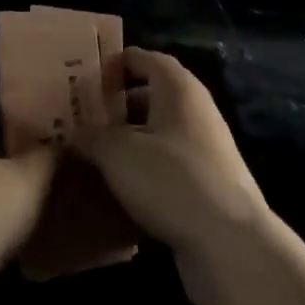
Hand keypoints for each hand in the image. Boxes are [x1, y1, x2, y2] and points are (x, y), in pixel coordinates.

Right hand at [80, 48, 271, 304]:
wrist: (230, 245)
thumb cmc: (171, 179)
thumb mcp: (118, 153)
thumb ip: (91, 137)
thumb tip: (73, 133)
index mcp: (177, 87)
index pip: (144, 58)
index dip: (115, 63)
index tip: (87, 78)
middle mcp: (195, 110)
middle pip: (152, 96)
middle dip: (118, 105)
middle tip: (84, 117)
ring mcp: (206, 149)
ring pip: (159, 134)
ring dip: (130, 141)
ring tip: (95, 155)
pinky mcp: (209, 186)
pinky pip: (169, 166)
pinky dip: (145, 171)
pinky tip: (120, 190)